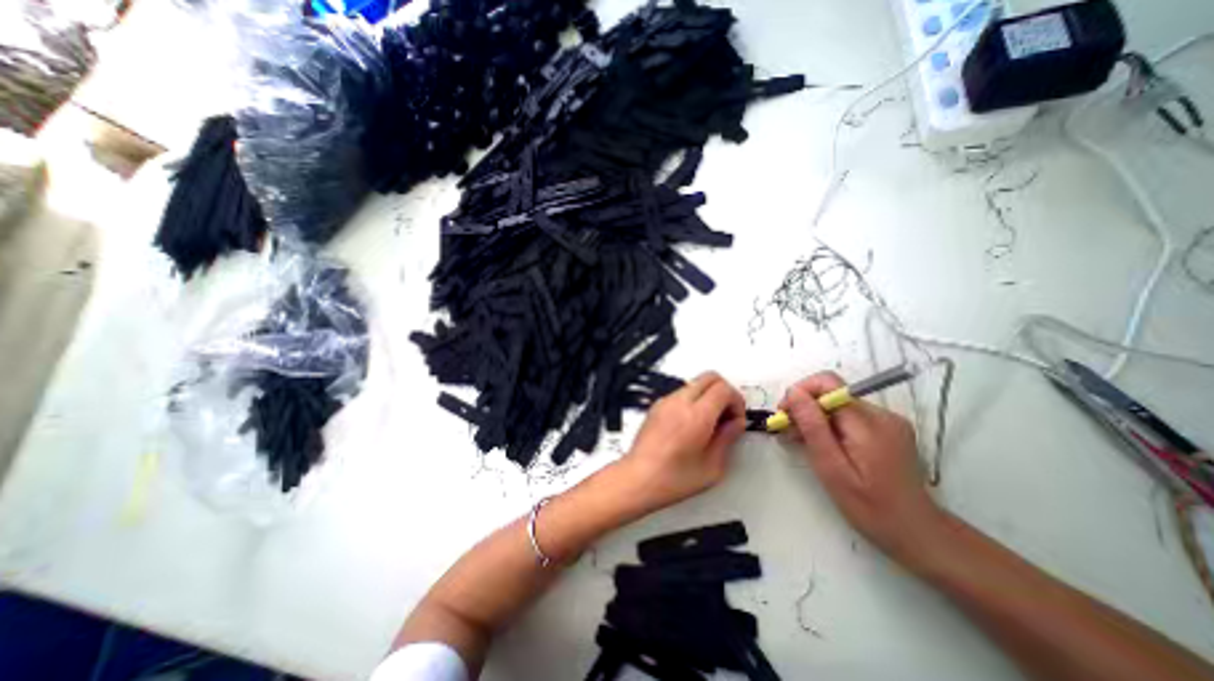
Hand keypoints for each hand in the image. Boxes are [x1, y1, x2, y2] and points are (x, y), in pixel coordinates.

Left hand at [626, 376, 751, 512]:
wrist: (638, 479)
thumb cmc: (670, 479)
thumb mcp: (712, 467)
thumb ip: (727, 439)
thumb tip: (735, 425)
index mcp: (696, 416)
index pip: (724, 388)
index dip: (737, 401)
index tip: (737, 418)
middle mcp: (679, 403)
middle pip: (710, 377)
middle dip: (724, 391)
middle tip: (728, 414)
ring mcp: (665, 402)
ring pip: (695, 383)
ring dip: (708, 396)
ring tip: (710, 423)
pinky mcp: (656, 406)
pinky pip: (681, 393)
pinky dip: (693, 400)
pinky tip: (694, 424)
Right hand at [783, 372, 941, 557]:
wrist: (918, 534)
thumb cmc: (871, 507)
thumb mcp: (833, 469)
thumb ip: (813, 427)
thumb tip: (793, 393)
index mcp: (869, 423)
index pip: (828, 383)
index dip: (801, 392)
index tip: (784, 414)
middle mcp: (881, 414)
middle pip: (831, 393)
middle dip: (804, 408)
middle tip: (787, 432)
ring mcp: (886, 421)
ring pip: (837, 405)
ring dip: (814, 418)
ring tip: (800, 441)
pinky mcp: (885, 430)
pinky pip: (848, 416)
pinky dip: (828, 425)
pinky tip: (821, 445)